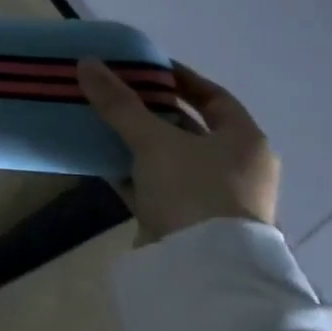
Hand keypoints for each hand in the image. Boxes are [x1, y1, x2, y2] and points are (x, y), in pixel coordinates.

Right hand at [77, 58, 279, 240]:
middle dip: (150, 109)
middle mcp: (234, 167)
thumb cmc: (193, 190)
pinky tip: (99, 157)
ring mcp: (210, 196)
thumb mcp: (153, 140)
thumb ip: (119, 103)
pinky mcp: (184, 219)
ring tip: (98, 120)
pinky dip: (129, 169)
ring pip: (167, 156)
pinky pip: (153, 183)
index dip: (180, 79)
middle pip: (188, 127)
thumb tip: (87, 62)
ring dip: (136, 140)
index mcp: (244, 141)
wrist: (201, 268)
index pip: (213, 97)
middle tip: (113, 92)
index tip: (144, 67)